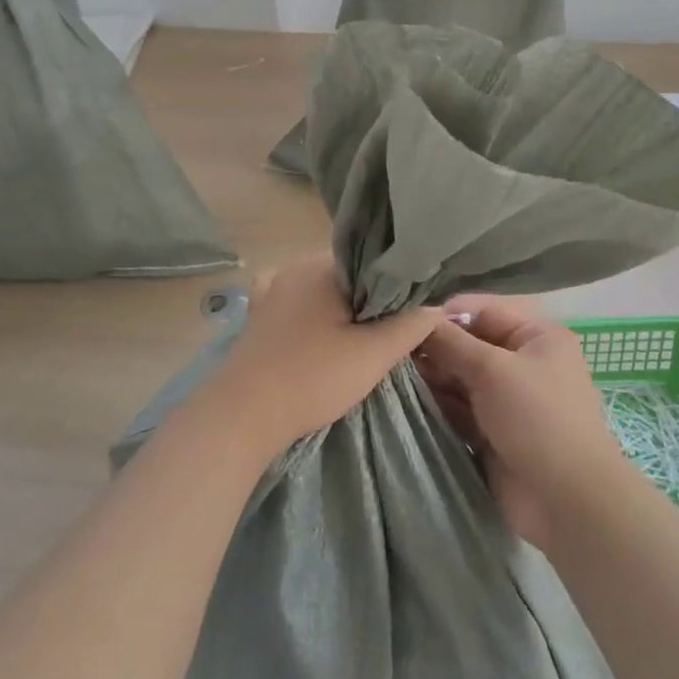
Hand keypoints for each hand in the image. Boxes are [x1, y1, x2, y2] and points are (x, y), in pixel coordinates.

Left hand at [180, 256, 441, 463]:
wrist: (241, 416)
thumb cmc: (311, 378)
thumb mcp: (373, 355)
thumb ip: (411, 325)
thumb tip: (437, 304)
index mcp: (322, 266)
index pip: (374, 261)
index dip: (398, 284)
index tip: (414, 309)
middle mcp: (295, 268)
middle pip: (349, 276)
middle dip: (371, 300)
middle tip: (393, 330)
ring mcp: (271, 291)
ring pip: (323, 292)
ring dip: (343, 311)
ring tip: (363, 339)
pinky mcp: (258, 317)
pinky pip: (298, 305)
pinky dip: (315, 316)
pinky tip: (324, 336)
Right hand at [413, 296, 627, 548]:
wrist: (567, 502)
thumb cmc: (537, 419)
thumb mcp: (493, 370)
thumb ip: (452, 343)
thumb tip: (418, 320)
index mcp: (537, 337)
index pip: (483, 312)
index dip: (446, 315)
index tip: (406, 322)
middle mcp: (524, 363)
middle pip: (470, 345)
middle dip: (436, 349)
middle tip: (394, 353)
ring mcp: (509, 401)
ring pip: (462, 379)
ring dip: (434, 378)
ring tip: (393, 375)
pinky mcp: (495, 433)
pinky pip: (461, 410)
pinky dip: (440, 405)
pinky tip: (408, 401)